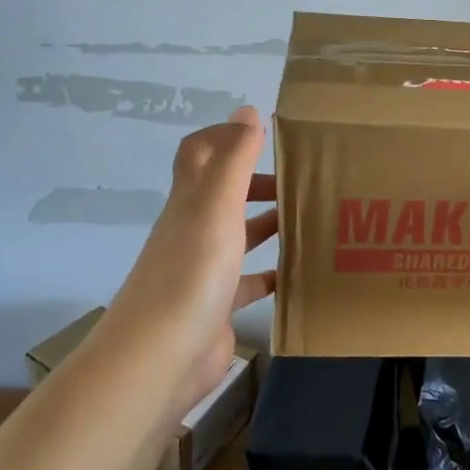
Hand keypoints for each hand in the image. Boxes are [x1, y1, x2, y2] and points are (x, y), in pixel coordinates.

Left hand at [104, 105, 278, 414]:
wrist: (159, 360)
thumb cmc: (191, 273)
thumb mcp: (216, 207)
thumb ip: (234, 159)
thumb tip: (246, 110)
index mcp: (191, 202)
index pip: (200, 153)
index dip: (226, 135)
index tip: (267, 132)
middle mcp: (193, 230)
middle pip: (224, 193)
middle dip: (259, 181)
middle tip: (303, 179)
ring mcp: (203, 270)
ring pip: (238, 235)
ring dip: (269, 223)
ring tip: (310, 217)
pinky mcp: (216, 306)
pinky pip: (248, 281)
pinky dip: (271, 273)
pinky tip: (298, 272)